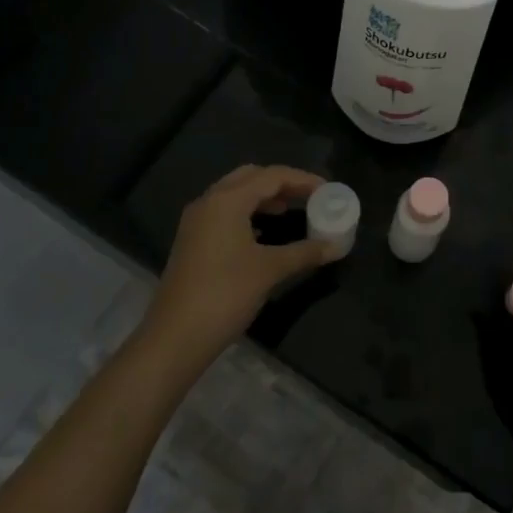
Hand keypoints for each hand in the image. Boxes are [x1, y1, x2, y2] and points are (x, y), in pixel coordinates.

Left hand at [138, 165, 333, 371]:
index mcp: (227, 200)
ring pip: (235, 194)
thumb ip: (305, 252)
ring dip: (263, 198)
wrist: (176, 337)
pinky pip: (224, 213)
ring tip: (290, 212)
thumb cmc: (225, 294)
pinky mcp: (192, 241)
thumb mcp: (270, 270)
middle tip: (308, 196)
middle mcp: (209, 202)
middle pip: (250, 177)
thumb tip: (337, 246)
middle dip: (281, 183)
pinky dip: (247, 213)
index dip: (302, 179)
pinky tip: (263, 233)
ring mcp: (196, 222)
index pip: (271, 175)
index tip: (328, 190)